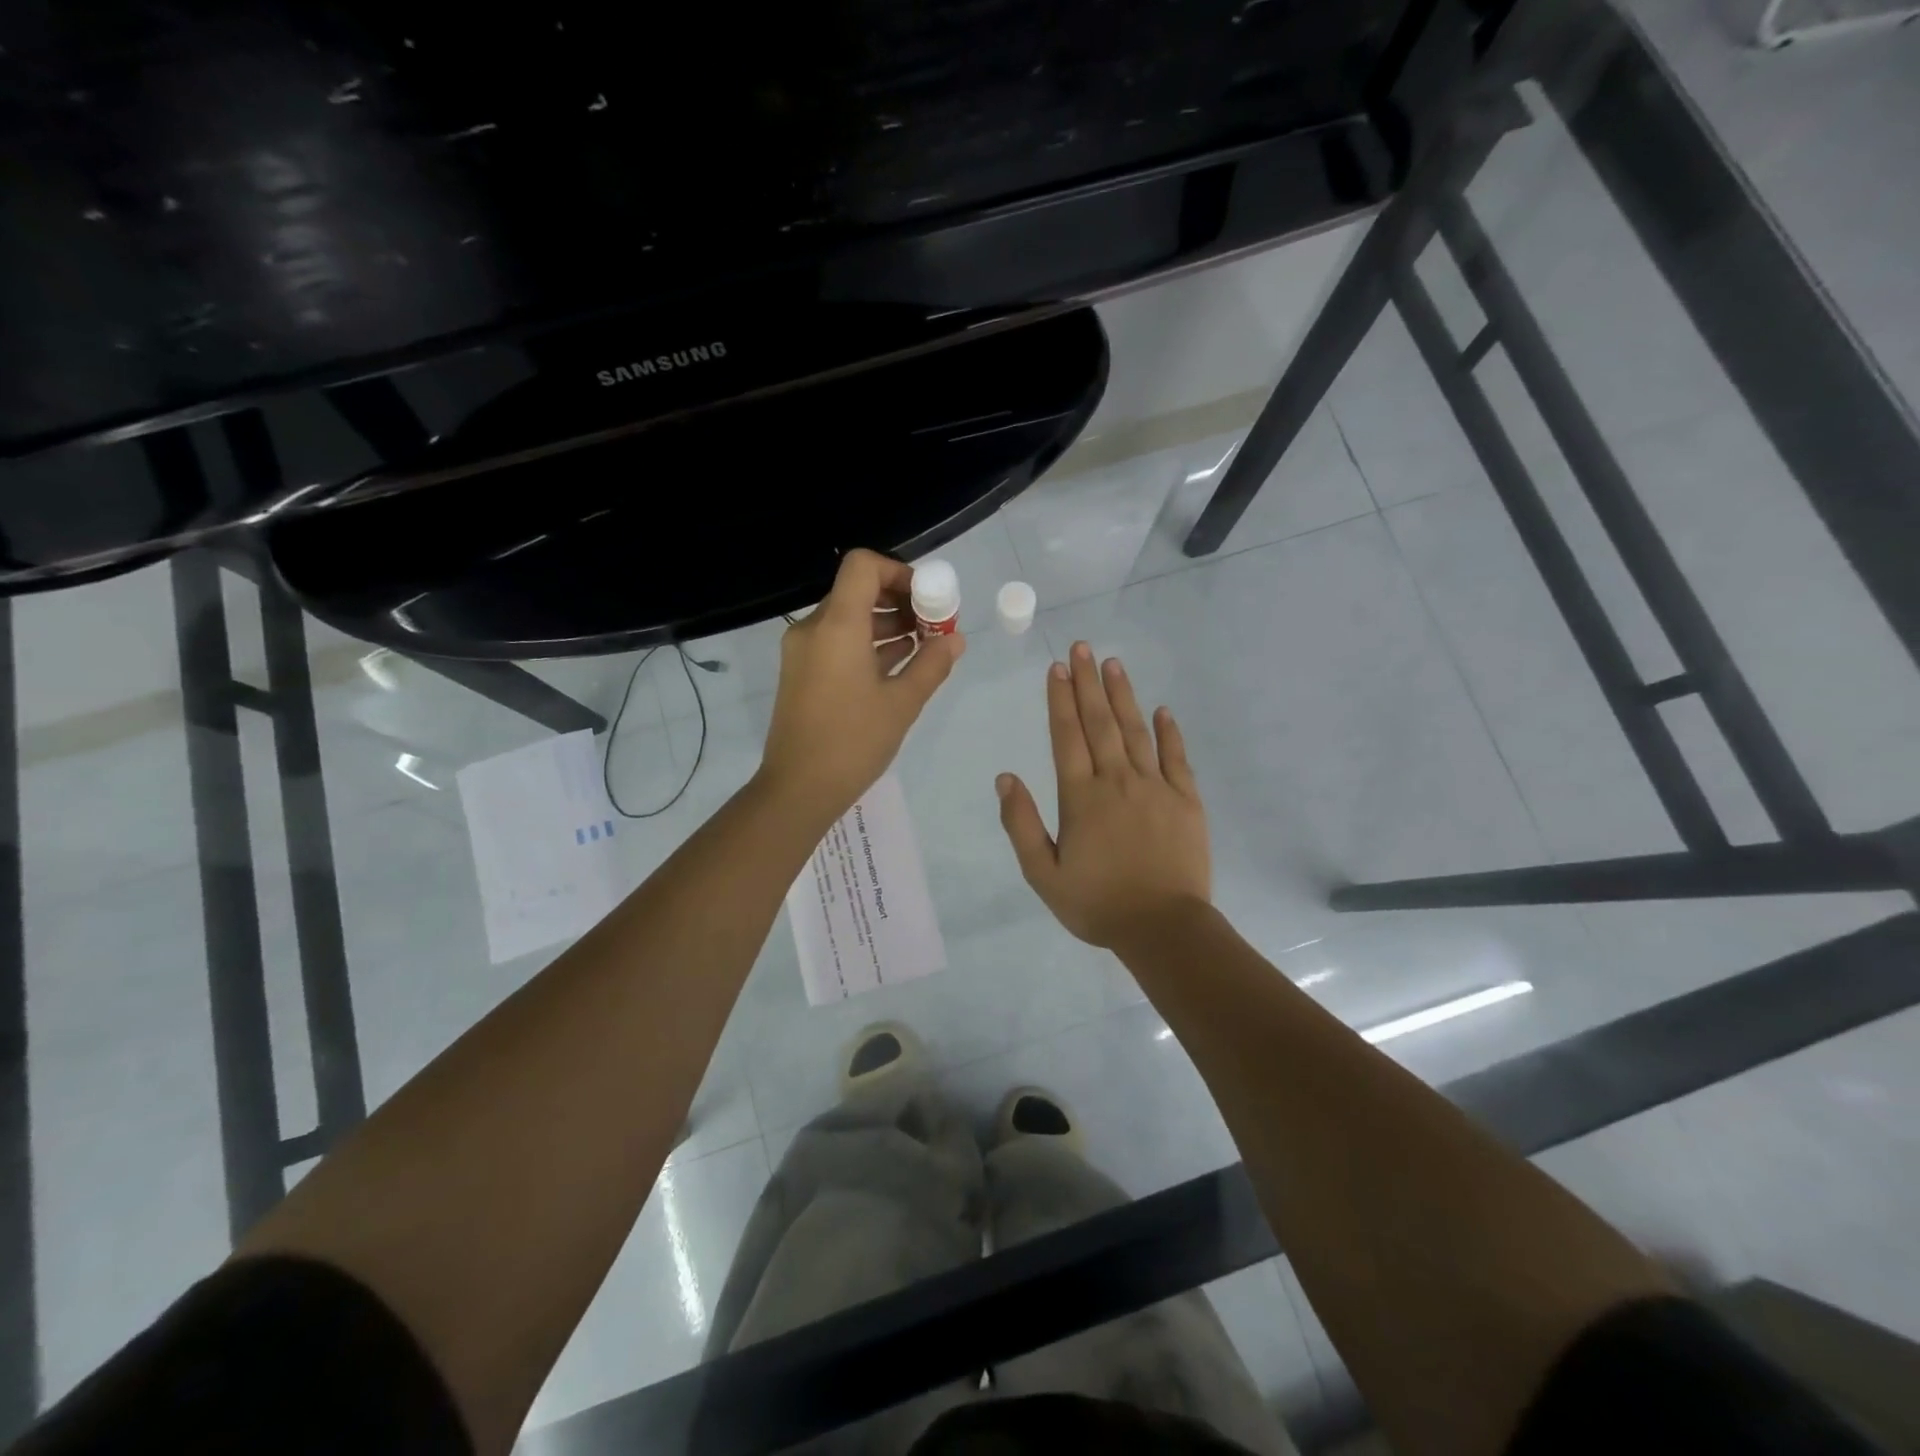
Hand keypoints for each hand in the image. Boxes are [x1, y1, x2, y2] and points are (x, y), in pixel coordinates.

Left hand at [758, 549, 964, 826]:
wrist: (798, 788)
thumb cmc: (853, 742)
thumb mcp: (902, 703)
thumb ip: (931, 664)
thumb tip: (956, 640)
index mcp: (837, 625)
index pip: (863, 566)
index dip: (899, 571)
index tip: (928, 599)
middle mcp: (813, 628)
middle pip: (857, 590)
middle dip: (899, 601)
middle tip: (933, 625)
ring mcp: (803, 651)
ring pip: (848, 617)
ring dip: (885, 624)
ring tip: (923, 646)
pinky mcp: (801, 672)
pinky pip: (837, 641)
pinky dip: (866, 643)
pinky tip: (898, 664)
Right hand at [996, 641, 1209, 948]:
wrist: (1163, 928)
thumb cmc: (1097, 904)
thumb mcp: (1043, 874)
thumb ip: (1022, 824)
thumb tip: (1005, 778)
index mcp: (1081, 797)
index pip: (1067, 736)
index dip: (1060, 700)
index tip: (1057, 668)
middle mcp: (1117, 781)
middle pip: (1100, 722)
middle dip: (1088, 683)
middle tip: (1083, 647)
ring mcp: (1155, 787)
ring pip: (1136, 731)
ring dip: (1123, 696)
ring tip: (1114, 664)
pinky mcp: (1186, 801)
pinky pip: (1176, 758)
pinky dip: (1169, 732)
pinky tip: (1162, 710)